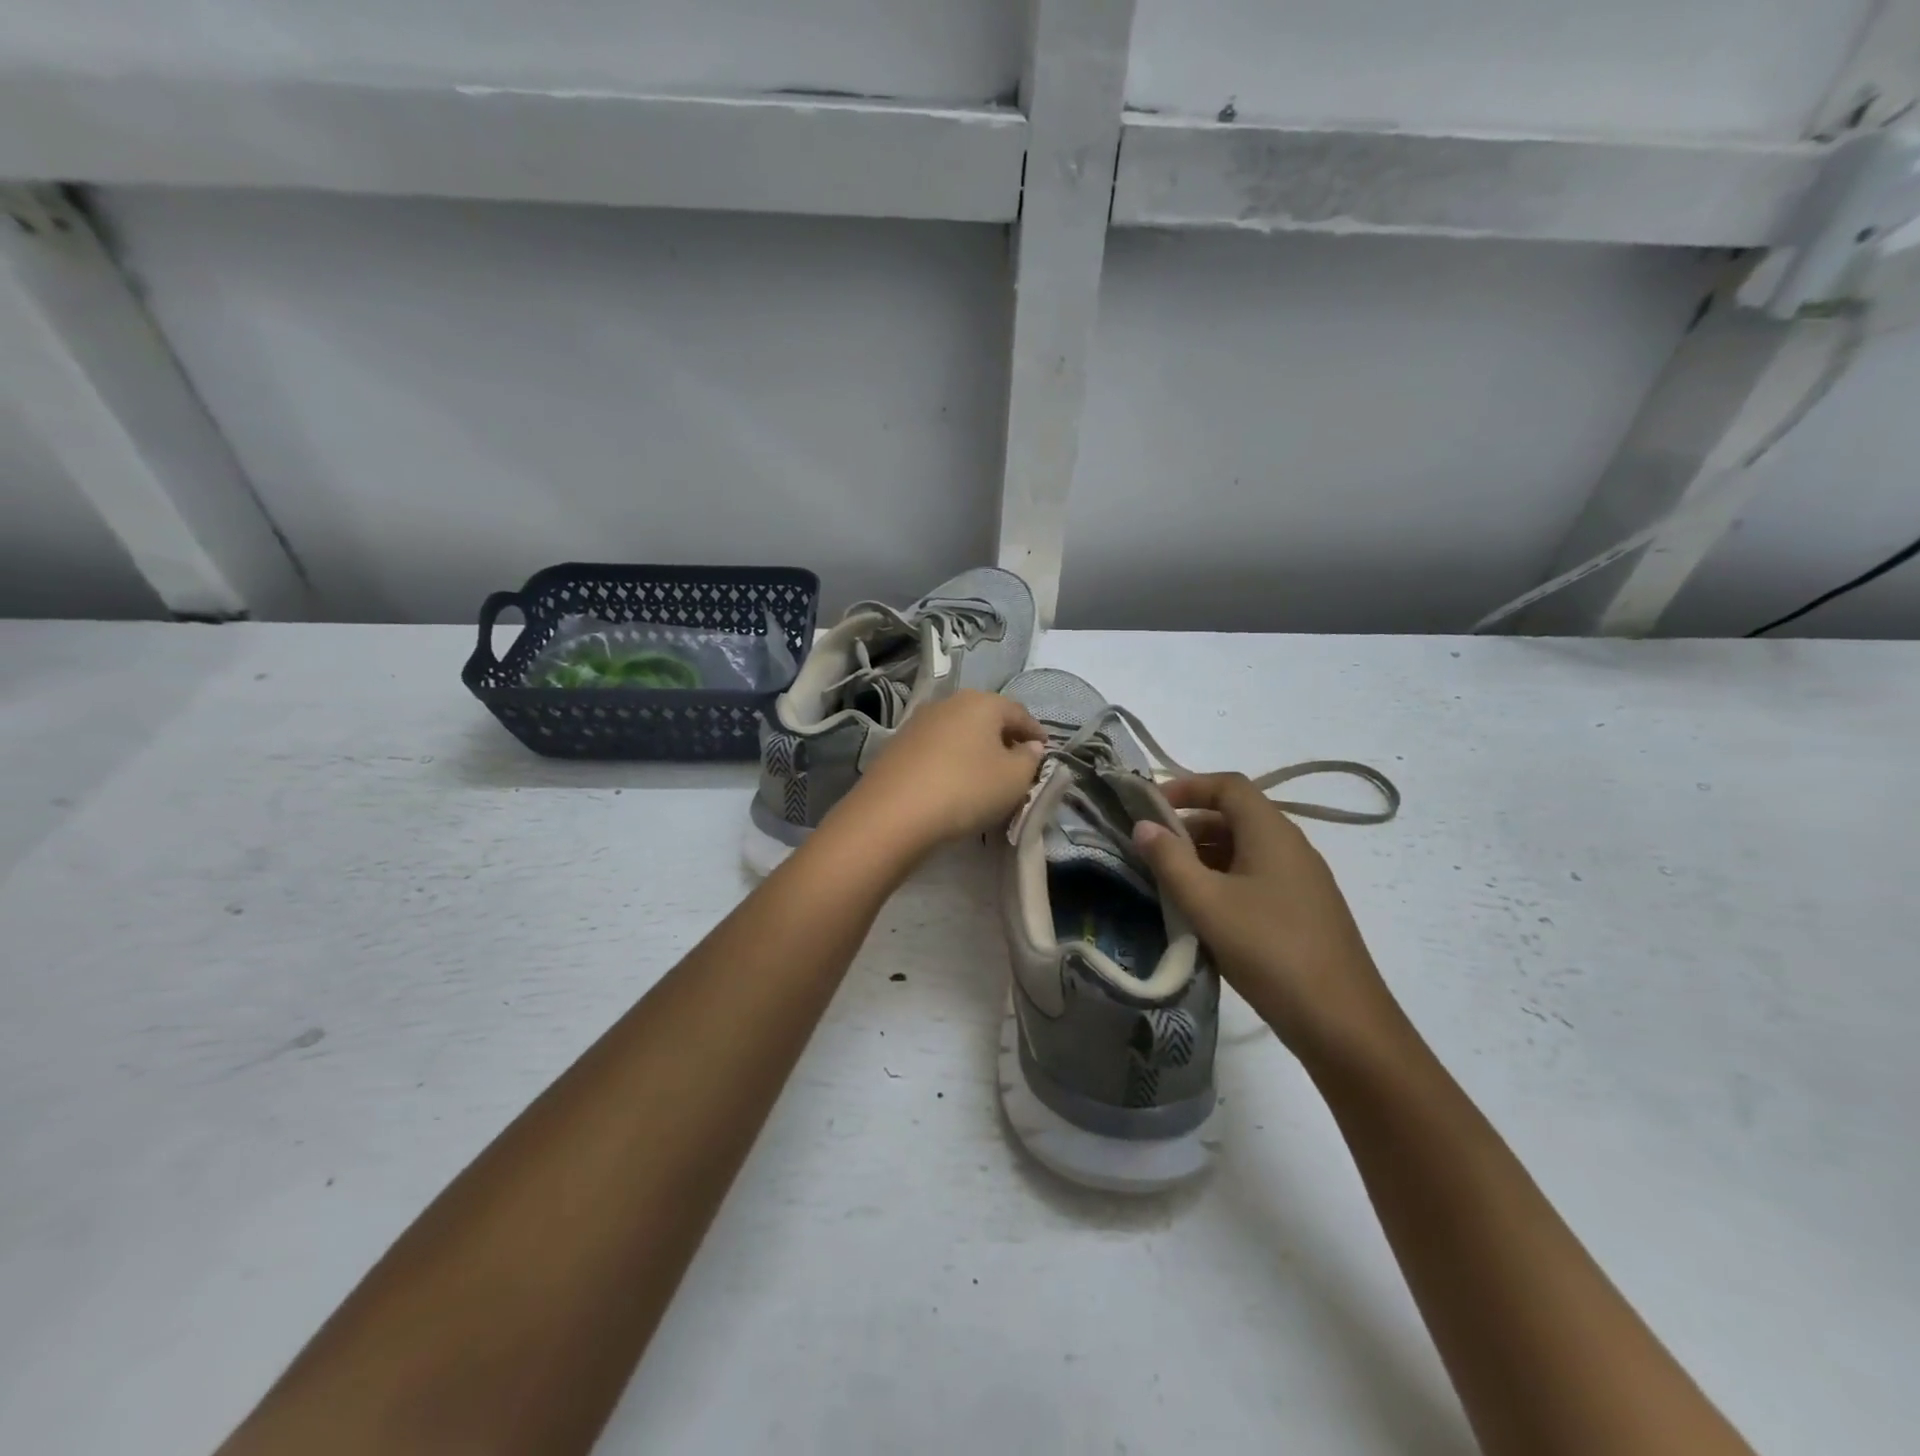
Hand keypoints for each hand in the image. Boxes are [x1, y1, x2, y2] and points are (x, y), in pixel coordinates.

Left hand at [834, 691, 1045, 858]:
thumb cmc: (966, 789)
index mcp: (982, 702)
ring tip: (985, 775)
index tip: (1045, 752)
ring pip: (959, 731)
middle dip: (1004, 738)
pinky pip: (936, 748)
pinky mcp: (897, 745)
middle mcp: (949, 702)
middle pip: (987, 717)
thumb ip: (1029, 760)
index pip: (1019, 713)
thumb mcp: (1013, 779)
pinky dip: (951, 759)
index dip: (1036, 733)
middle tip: (1017, 764)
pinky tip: (953, 781)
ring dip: (975, 749)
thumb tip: (1030, 746)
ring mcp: (919, 722)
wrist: (894, 812)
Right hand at [1132, 773, 1398, 1054]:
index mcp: (1272, 832)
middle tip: (1151, 850)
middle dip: (1189, 825)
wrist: (1342, 1023)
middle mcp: (1291, 846)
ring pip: (1245, 850)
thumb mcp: (1207, 903)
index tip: (1149, 806)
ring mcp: (1302, 881)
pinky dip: (1224, 881)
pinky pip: (1256, 878)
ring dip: (1204, 856)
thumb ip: (1170, 860)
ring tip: (1168, 882)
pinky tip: (1203, 914)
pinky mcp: (1304, 911)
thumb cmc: (1269, 950)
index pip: (1228, 785)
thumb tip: (1144, 825)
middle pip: (1236, 816)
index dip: (1187, 786)